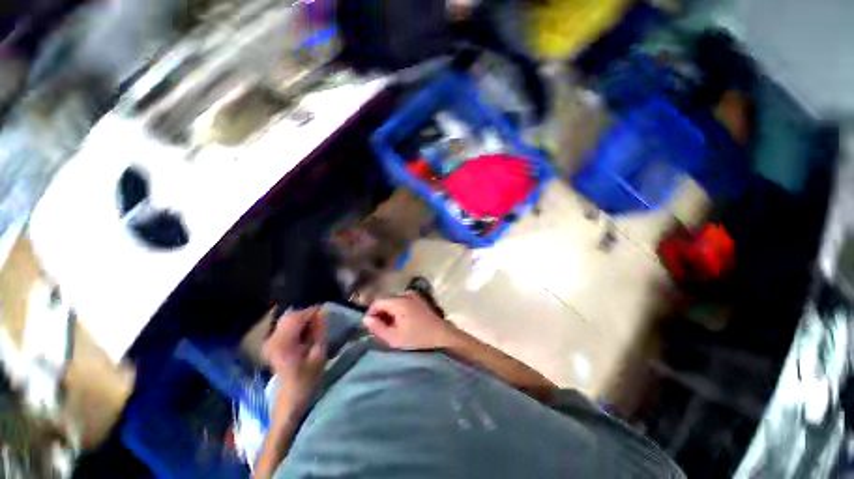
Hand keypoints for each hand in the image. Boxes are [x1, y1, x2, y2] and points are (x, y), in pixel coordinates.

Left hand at [263, 307, 326, 421]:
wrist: (290, 399)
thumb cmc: (307, 378)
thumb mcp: (318, 354)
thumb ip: (320, 331)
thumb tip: (323, 313)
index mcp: (283, 342)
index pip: (298, 317)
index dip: (313, 311)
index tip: (326, 311)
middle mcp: (272, 339)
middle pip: (290, 316)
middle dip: (307, 314)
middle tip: (322, 319)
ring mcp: (269, 341)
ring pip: (287, 319)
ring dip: (302, 319)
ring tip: (315, 326)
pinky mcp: (271, 344)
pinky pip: (284, 326)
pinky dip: (296, 325)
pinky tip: (305, 333)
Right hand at [364, 292, 461, 350]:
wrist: (442, 336)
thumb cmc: (417, 338)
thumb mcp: (394, 337)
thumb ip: (377, 327)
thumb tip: (366, 319)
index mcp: (399, 301)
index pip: (377, 302)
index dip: (371, 313)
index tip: (371, 327)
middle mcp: (406, 294)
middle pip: (386, 301)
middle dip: (381, 314)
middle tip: (381, 330)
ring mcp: (414, 296)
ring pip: (394, 302)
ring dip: (389, 313)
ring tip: (391, 328)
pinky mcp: (419, 300)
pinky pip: (403, 302)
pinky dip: (398, 311)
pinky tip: (401, 323)